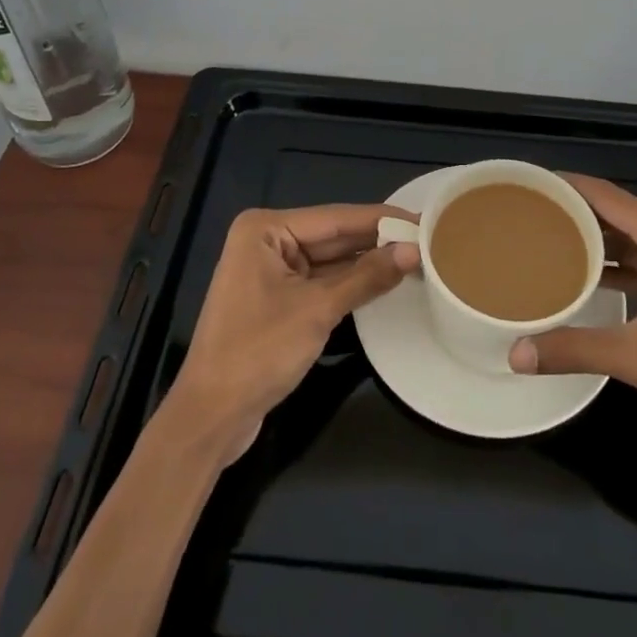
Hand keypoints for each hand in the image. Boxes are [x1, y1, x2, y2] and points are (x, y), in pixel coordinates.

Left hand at [166, 204, 418, 463]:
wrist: (210, 419)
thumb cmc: (258, 353)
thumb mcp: (317, 311)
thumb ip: (366, 277)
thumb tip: (413, 251)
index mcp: (265, 229)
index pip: (336, 218)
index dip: (381, 219)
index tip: (423, 217)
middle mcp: (266, 240)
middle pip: (333, 236)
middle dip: (377, 240)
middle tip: (427, 238)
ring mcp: (270, 270)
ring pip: (330, 260)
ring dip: (367, 263)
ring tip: (416, 256)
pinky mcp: (277, 298)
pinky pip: (321, 281)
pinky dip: (350, 283)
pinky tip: (384, 280)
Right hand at [507, 175, 636, 448]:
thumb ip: (576, 349)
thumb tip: (516, 354)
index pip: (606, 195)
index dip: (567, 186)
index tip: (528, 185)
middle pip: (616, 212)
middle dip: (574, 211)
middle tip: (528, 216)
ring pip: (631, 239)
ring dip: (594, 240)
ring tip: (548, 242)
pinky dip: (615, 265)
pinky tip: (588, 281)